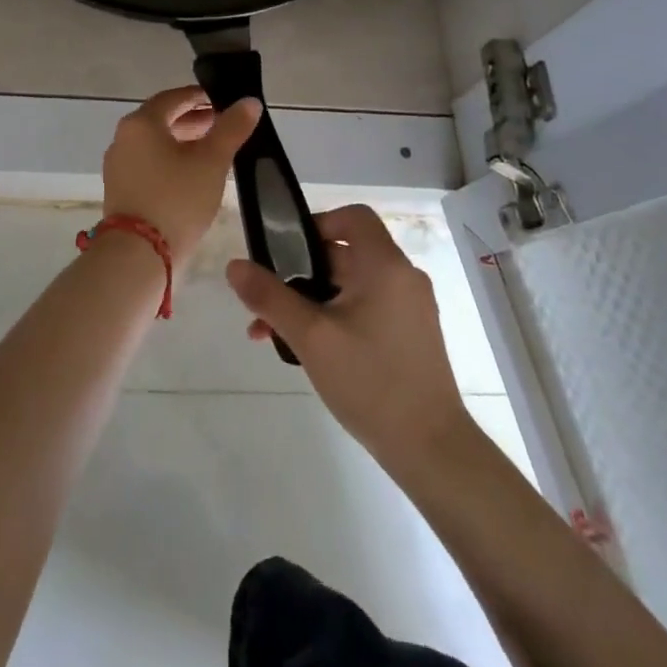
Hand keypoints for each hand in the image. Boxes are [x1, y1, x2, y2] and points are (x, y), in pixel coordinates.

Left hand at [102, 86, 261, 268]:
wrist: (138, 255)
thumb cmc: (177, 199)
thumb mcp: (212, 162)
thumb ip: (231, 128)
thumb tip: (249, 102)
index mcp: (141, 123)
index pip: (173, 98)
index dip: (201, 97)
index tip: (224, 102)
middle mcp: (124, 138)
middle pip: (162, 119)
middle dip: (194, 120)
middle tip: (224, 126)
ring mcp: (118, 165)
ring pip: (155, 143)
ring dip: (183, 141)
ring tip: (213, 150)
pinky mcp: (120, 189)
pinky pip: (148, 163)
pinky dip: (170, 160)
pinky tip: (193, 175)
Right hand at [226, 205, 468, 475]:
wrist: (432, 449)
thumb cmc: (371, 381)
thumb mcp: (311, 337)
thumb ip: (270, 297)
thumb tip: (234, 265)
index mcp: (385, 266)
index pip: (353, 217)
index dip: (317, 223)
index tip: (286, 251)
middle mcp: (402, 278)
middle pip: (345, 254)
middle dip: (299, 274)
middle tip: (266, 303)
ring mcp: (409, 308)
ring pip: (350, 286)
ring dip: (311, 301)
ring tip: (274, 334)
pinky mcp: (410, 335)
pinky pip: (365, 309)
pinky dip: (334, 317)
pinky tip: (308, 351)